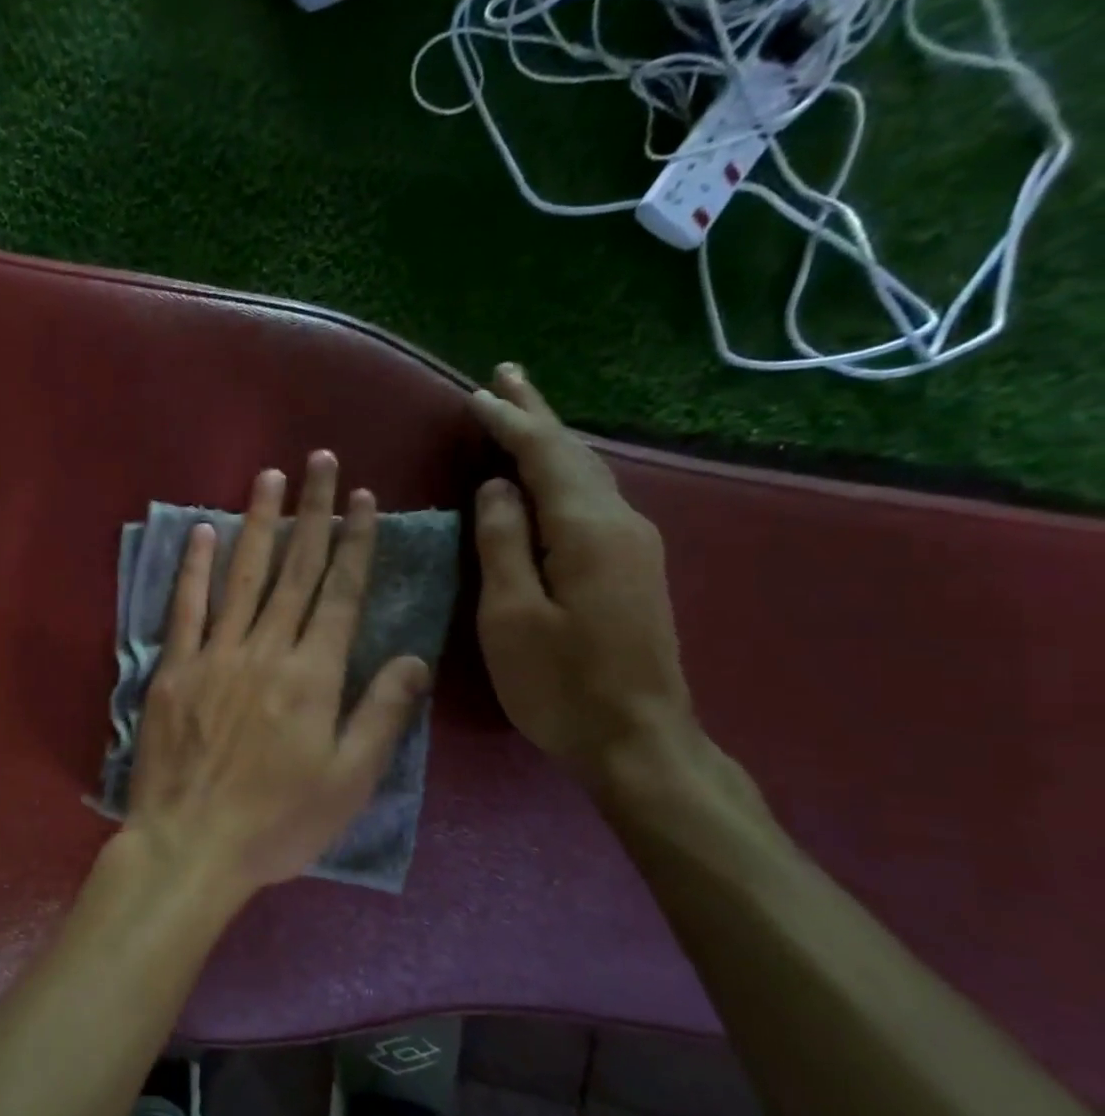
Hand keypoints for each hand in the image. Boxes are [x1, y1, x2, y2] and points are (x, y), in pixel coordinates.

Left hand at [125, 451, 432, 899]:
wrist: (191, 844)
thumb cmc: (278, 823)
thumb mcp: (349, 781)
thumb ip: (382, 714)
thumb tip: (415, 659)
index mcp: (314, 676)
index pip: (341, 594)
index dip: (355, 543)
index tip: (363, 498)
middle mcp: (267, 650)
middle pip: (296, 571)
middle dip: (313, 513)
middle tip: (321, 462)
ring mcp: (215, 655)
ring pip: (243, 576)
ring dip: (259, 523)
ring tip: (271, 476)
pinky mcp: (173, 669)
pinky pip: (185, 608)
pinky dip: (194, 567)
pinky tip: (202, 530)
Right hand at [466, 364, 696, 784]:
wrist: (638, 739)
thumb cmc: (560, 683)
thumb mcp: (511, 616)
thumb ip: (502, 544)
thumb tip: (496, 488)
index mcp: (587, 530)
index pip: (544, 456)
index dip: (510, 422)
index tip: (477, 394)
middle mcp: (620, 523)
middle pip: (574, 454)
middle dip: (537, 414)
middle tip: (506, 376)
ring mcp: (634, 546)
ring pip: (587, 475)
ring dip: (551, 442)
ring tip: (521, 414)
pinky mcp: (632, 569)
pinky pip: (592, 501)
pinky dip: (562, 475)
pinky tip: (547, 478)